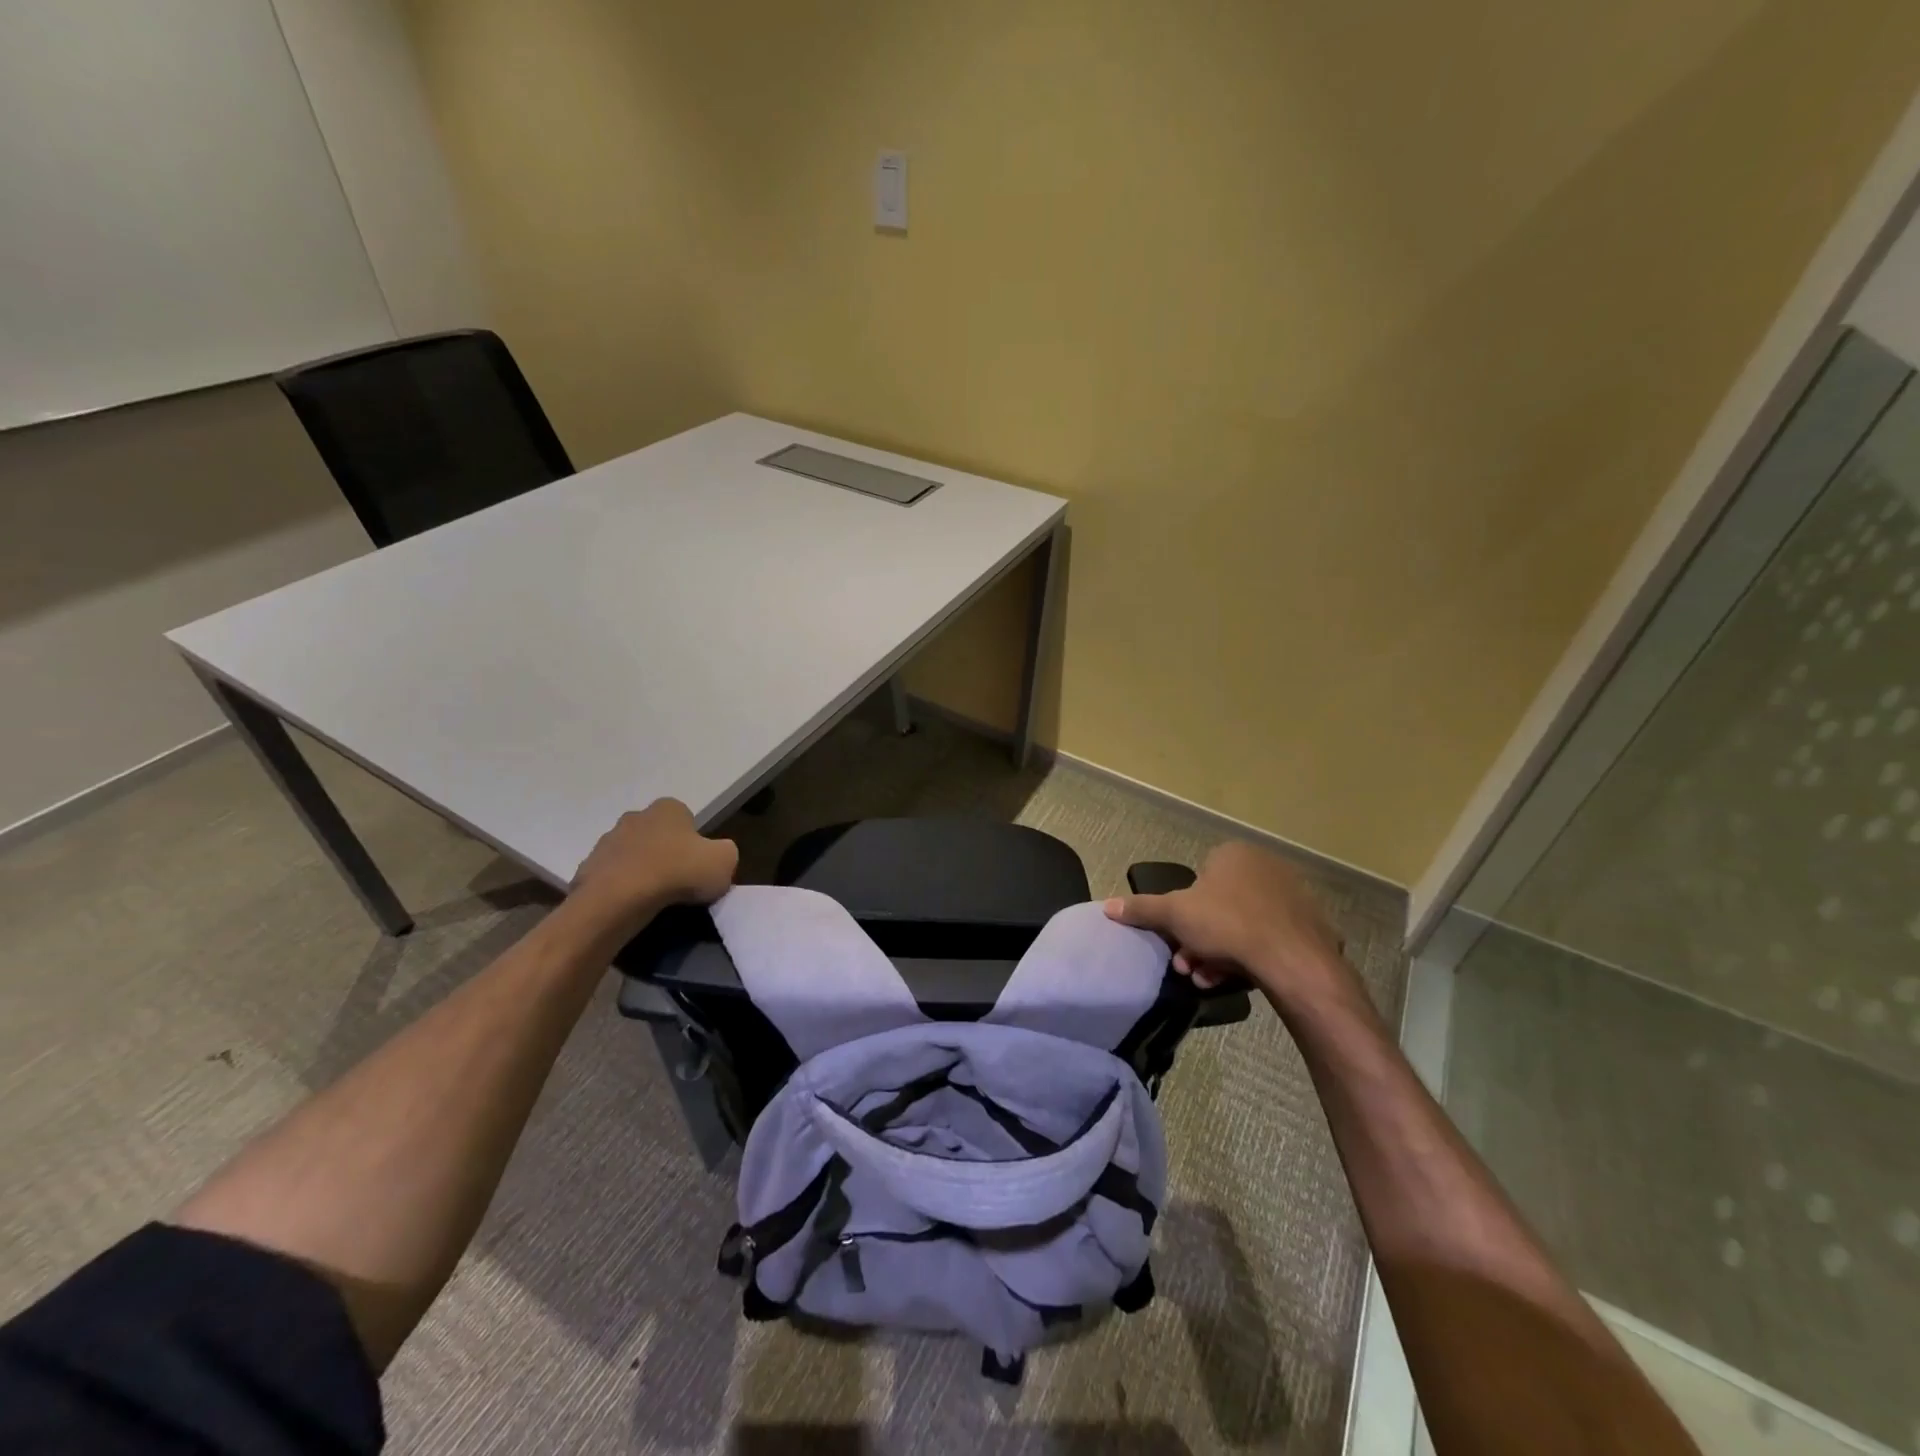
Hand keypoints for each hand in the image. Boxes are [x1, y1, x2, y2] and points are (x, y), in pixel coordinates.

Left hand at [569, 799, 737, 934]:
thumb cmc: (678, 872)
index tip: (697, 866)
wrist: (620, 900)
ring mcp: (606, 842)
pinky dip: (620, 889)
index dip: (695, 843)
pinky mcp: (586, 868)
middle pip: (656, 835)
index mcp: (668, 808)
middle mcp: (635, 816)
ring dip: (641, 871)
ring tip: (653, 899)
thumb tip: (715, 856)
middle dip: (665, 853)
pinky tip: (631, 907)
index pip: (686, 819)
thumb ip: (725, 852)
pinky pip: (611, 878)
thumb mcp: (725, 861)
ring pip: (631, 855)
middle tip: (677, 882)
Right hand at [1104, 841, 1356, 1010]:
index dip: (1183, 912)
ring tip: (1207, 978)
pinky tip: (1237, 979)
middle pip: (1218, 906)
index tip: (1176, 938)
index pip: (1199, 879)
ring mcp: (1292, 896)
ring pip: (1242, 925)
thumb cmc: (1227, 923)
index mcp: (1233, 854)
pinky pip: (1269, 938)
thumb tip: (1107, 906)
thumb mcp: (1174, 914)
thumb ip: (1142, 908)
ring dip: (1219, 952)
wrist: (1293, 959)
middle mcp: (1265, 866)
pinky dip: (1250, 956)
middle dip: (1198, 938)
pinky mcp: (1310, 925)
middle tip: (1187, 964)